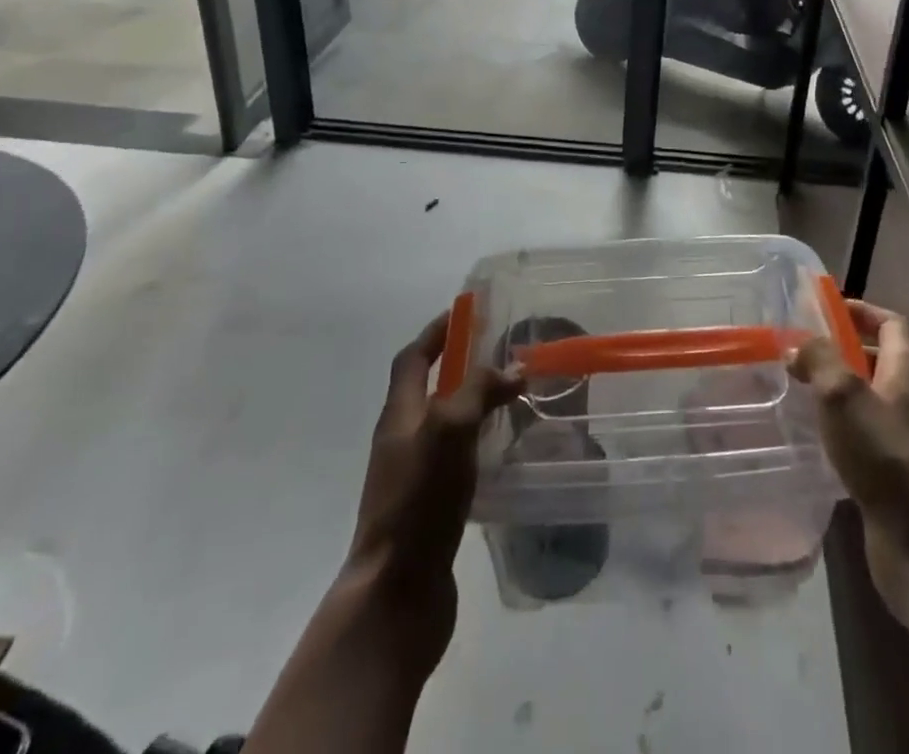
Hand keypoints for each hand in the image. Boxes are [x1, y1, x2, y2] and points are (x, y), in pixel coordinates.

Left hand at [343, 313, 520, 670]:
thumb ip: (479, 391)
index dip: (435, 333)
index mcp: (399, 416)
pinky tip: (504, 454)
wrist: (395, 594)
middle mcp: (401, 441)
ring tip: (512, 400)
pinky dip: (477, 445)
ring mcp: (412, 478)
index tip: (464, 313)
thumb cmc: (419, 501)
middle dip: (460, 367)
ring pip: (444, 427)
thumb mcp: (450, 430)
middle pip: (427, 390)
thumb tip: (513, 368)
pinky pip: (455, 461)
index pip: (412, 359)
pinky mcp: (429, 509)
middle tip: (501, 356)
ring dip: (472, 406)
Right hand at [790, 299, 908, 620]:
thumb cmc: (885, 454)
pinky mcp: (891, 471)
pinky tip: (813, 435)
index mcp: (905, 370)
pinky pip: (863, 433)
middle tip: (803, 350)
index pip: (892, 324)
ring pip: (869, 398)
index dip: (863, 311)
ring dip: (838, 388)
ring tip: (799, 388)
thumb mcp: (844, 394)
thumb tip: (797, 346)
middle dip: (843, 350)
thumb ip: (819, 359)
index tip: (828, 310)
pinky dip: (840, 425)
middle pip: (880, 359)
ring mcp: (903, 437)